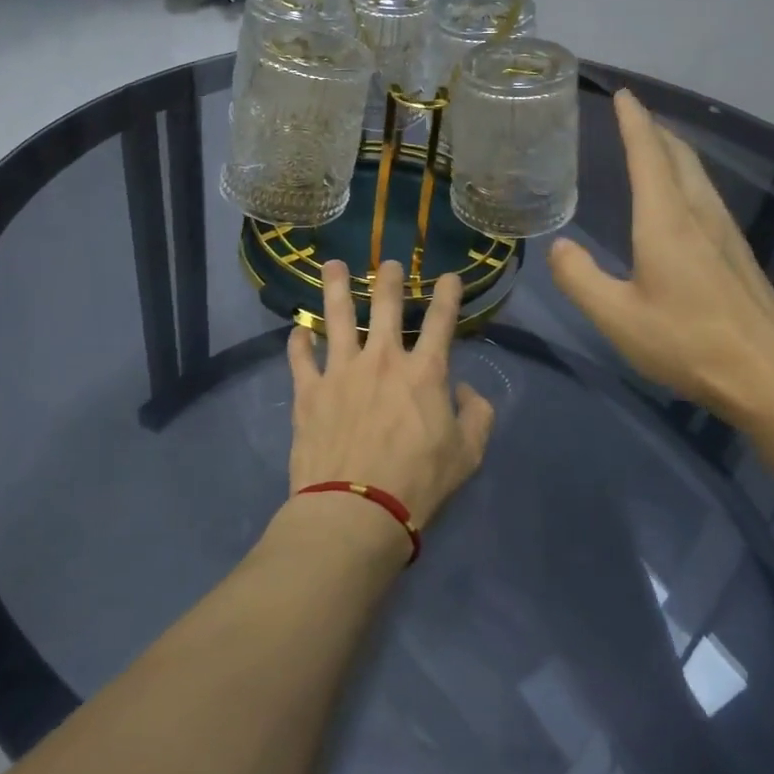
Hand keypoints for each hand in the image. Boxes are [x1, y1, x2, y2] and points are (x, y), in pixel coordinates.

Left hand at [286, 259, 494, 529]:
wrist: (356, 510)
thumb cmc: (418, 483)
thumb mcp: (468, 455)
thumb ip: (476, 416)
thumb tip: (464, 391)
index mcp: (425, 373)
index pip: (441, 321)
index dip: (448, 294)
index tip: (449, 276)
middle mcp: (382, 360)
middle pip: (385, 306)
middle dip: (389, 278)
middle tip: (388, 262)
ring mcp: (341, 372)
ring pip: (337, 317)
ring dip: (336, 288)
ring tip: (333, 266)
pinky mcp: (309, 392)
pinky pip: (300, 358)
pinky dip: (298, 342)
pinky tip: (297, 330)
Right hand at [548, 89, 773, 432]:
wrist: (769, 375)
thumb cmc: (687, 343)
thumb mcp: (617, 317)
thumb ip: (580, 279)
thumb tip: (560, 247)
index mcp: (666, 222)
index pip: (648, 155)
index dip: (634, 122)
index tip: (623, 95)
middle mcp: (699, 215)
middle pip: (679, 156)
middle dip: (655, 130)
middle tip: (633, 116)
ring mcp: (726, 233)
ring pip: (698, 174)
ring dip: (674, 152)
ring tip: (654, 146)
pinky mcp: (739, 253)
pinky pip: (708, 196)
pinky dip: (687, 177)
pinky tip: (682, 199)